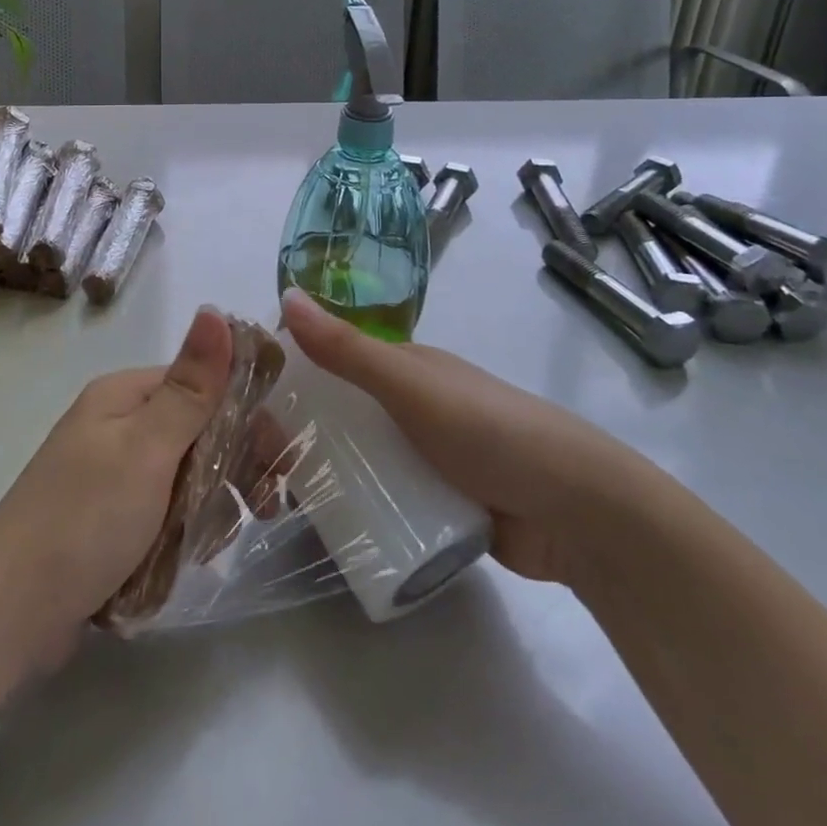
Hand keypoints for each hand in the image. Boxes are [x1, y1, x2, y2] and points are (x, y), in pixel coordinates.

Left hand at [0, 308, 232, 706]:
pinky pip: (163, 511)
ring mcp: (111, 472)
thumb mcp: (147, 449)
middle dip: (234, 466)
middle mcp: (118, 424)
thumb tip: (216, 309)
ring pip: (186, 474)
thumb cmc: (85, 520)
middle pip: (198, 430)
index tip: (279, 461)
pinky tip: (190, 556)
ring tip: (215, 542)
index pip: (204, 384)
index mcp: (124, 395)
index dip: (246, 415)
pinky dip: (182, 530)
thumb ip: (191, 386)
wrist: (8, 616)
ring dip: (211, 503)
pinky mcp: (107, 517)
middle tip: (264, 508)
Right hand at [279, 287, 657, 587]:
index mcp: (404, 367)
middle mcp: (410, 407)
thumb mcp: (412, 386)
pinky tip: (323, 529)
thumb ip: (348, 349)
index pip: (331, 363)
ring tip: (276, 506)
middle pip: (339, 416)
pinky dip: (354, 509)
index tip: (247, 411)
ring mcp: (425, 458)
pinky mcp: (438, 505)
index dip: (289, 379)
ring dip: (320, 476)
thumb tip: (287, 296)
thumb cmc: (490, 432)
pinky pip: (382, 501)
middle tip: (257, 472)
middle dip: (297, 435)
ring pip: (357, 461)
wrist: (579, 513)